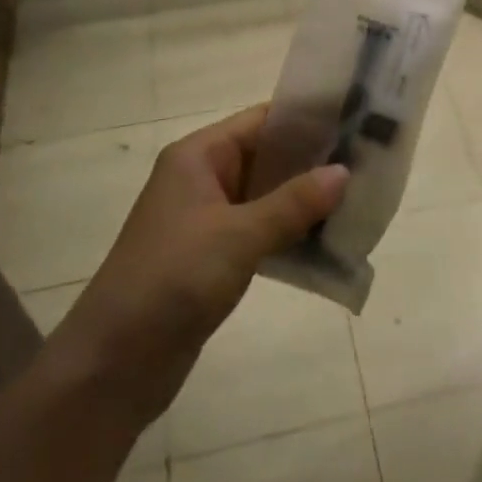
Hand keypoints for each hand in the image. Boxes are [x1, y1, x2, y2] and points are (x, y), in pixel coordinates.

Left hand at [41, 105, 345, 427]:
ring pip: (267, 196)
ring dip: (305, 200)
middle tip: (368, 161)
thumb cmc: (172, 279)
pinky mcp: (213, 258)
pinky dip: (291, 233)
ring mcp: (207, 220)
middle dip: (313, 160)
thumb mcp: (237, 236)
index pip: (261, 121)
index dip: (306, 118)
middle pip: (266, 157)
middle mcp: (203, 179)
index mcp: (199, 156)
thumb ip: (292, 203)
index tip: (356, 117)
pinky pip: (261, 232)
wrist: (113, 364)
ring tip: (359, 198)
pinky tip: (330, 240)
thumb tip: (344, 172)